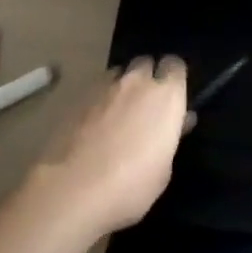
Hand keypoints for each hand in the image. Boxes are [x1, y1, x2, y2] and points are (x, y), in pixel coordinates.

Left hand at [24, 56, 187, 236]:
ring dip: (123, 86)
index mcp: (166, 95)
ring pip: (119, 73)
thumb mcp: (163, 169)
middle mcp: (138, 82)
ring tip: (119, 111)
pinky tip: (95, 123)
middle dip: (148, 77)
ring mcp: (105, 86)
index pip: (176, 65)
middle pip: (146, 63)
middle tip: (146, 104)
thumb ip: (170, 137)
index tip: (173, 96)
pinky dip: (100, 100)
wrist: (73, 189)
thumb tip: (178, 122)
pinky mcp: (78, 97)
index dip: (174, 78)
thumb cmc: (130, 185)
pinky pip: (97, 89)